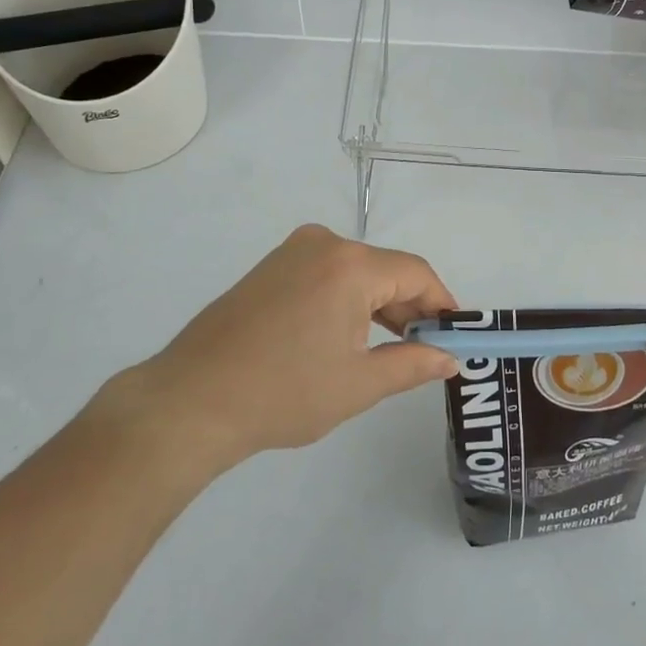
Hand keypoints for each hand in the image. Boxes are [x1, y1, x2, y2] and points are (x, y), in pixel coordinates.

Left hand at [121, 225, 458, 471]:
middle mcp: (324, 243)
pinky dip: (347, 300)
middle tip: (425, 350)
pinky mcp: (270, 267)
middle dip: (410, 307)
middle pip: (385, 269)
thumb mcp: (358, 384)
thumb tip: (450, 360)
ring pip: (356, 272)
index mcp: (350, 264)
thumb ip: (412, 365)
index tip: (455, 336)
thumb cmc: (283, 393)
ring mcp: (292, 251)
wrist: (190, 402)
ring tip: (390, 349)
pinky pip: (326, 274)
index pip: (416, 273)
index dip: (442, 304)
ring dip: (379, 305)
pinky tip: (348, 336)